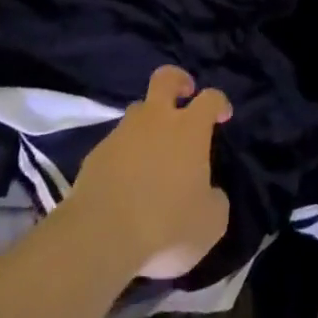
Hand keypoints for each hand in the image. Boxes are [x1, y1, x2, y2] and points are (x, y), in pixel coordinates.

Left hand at [67, 65, 232, 279]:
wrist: (100, 239)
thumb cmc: (166, 226)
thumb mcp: (210, 224)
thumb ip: (214, 200)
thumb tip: (208, 193)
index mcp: (189, 129)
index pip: (210, 98)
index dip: (219, 102)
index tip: (223, 116)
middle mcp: (156, 120)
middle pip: (165, 78)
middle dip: (178, 81)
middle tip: (184, 94)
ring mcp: (121, 135)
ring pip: (137, 112)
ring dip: (147, 124)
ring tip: (151, 154)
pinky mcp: (95, 156)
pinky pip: (115, 146)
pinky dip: (123, 157)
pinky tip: (124, 184)